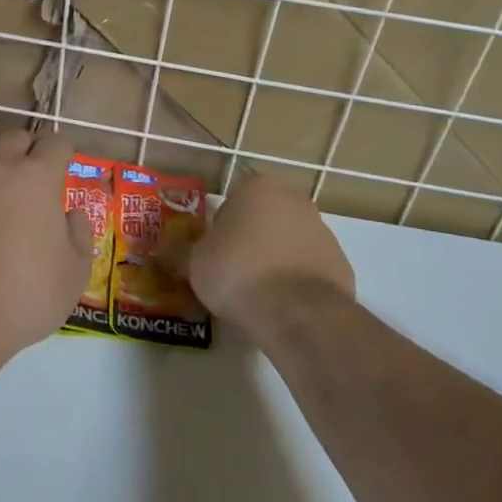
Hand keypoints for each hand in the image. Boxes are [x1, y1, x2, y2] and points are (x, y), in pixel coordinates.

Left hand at [0, 131, 93, 367]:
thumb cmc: (21, 297)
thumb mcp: (74, 275)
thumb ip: (80, 234)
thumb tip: (71, 213)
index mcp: (38, 176)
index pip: (56, 142)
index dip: (63, 153)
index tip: (63, 169)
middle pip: (16, 136)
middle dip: (28, 149)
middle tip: (31, 176)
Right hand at [160, 174, 354, 335]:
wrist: (299, 313)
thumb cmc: (239, 273)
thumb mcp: (194, 264)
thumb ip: (177, 252)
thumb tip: (160, 249)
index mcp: (258, 187)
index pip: (232, 199)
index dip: (220, 228)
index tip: (213, 254)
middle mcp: (294, 199)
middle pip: (263, 217)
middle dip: (250, 239)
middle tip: (233, 272)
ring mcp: (323, 230)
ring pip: (288, 241)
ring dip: (275, 259)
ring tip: (258, 295)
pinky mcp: (341, 263)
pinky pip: (309, 267)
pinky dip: (297, 281)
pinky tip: (284, 306)